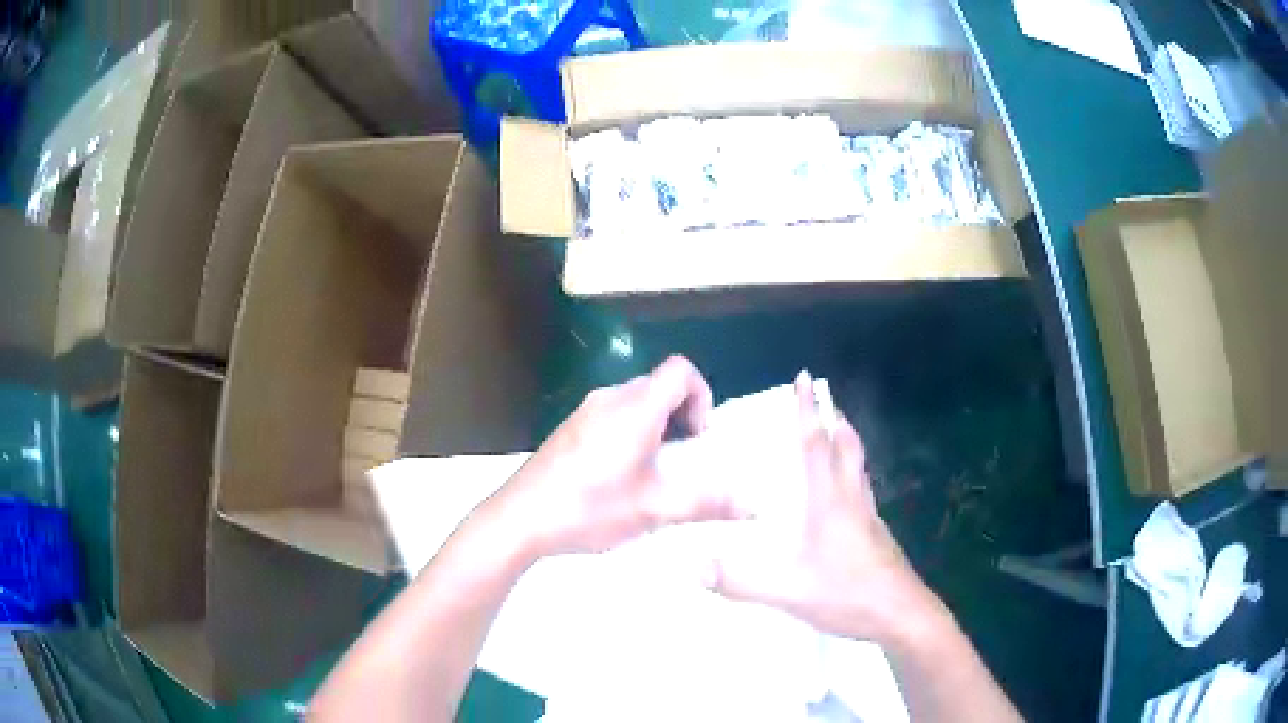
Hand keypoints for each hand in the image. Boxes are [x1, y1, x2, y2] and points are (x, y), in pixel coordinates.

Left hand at [489, 355, 740, 556]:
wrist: (519, 518)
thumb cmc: (591, 508)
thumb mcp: (654, 509)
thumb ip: (707, 503)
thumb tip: (756, 507)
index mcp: (636, 409)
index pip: (681, 370)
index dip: (701, 395)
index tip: (698, 437)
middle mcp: (610, 399)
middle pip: (659, 385)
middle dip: (682, 414)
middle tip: (682, 458)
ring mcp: (585, 411)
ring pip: (635, 401)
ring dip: (656, 424)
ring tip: (652, 470)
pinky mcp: (569, 428)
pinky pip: (611, 414)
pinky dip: (630, 431)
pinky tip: (618, 476)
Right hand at [705, 372, 947, 644]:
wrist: (900, 613)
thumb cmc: (848, 594)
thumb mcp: (789, 591)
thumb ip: (741, 581)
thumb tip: (694, 568)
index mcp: (830, 503)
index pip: (816, 446)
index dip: (808, 411)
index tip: (805, 378)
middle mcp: (852, 500)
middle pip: (847, 447)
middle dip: (833, 419)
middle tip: (824, 399)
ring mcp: (869, 517)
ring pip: (859, 466)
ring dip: (846, 442)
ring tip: (836, 432)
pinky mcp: (877, 534)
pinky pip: (862, 489)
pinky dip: (852, 473)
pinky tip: (846, 494)